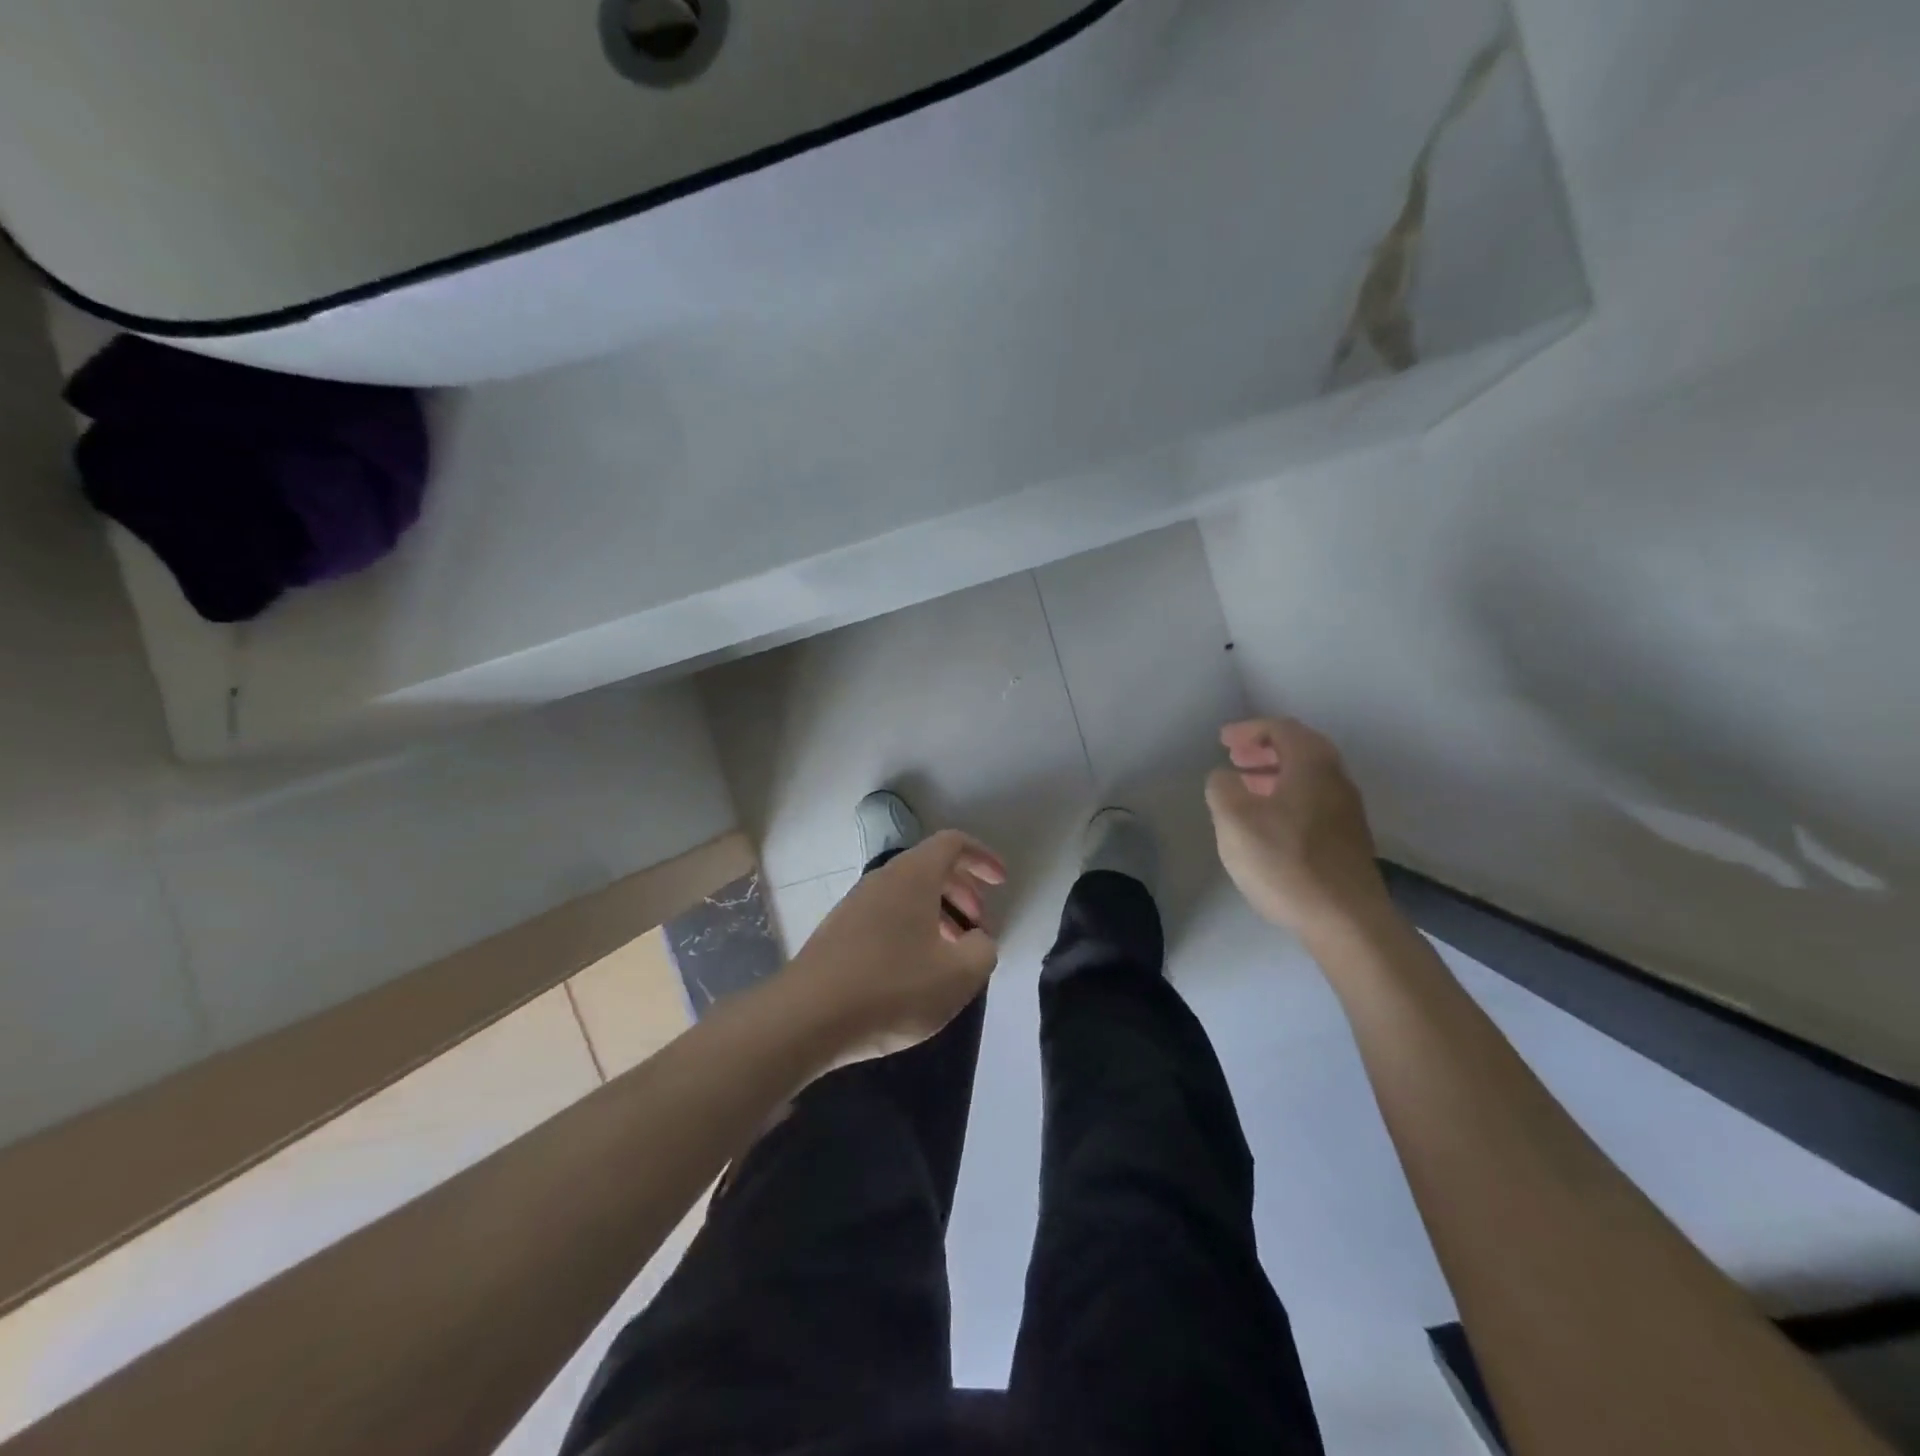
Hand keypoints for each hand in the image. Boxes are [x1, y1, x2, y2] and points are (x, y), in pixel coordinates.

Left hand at [786, 830, 1005, 1064]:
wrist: (807, 1018)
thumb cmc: (893, 988)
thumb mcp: (958, 975)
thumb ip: (983, 950)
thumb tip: (978, 940)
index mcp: (913, 876)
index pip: (952, 843)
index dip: (982, 857)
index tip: (1001, 882)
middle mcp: (882, 879)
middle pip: (930, 867)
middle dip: (963, 890)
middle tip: (981, 924)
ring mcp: (855, 905)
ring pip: (907, 895)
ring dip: (937, 913)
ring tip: (953, 952)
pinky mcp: (838, 933)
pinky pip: (886, 916)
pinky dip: (912, 930)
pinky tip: (916, 970)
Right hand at [1205, 717, 1388, 932]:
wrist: (1346, 920)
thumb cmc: (1285, 862)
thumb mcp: (1234, 821)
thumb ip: (1222, 788)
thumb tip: (1225, 777)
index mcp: (1312, 765)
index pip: (1281, 729)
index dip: (1249, 729)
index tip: (1222, 740)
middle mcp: (1336, 779)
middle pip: (1301, 749)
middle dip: (1264, 749)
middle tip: (1235, 758)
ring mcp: (1346, 811)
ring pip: (1308, 777)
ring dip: (1275, 774)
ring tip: (1245, 788)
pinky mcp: (1348, 839)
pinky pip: (1313, 801)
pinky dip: (1287, 797)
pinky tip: (1268, 822)